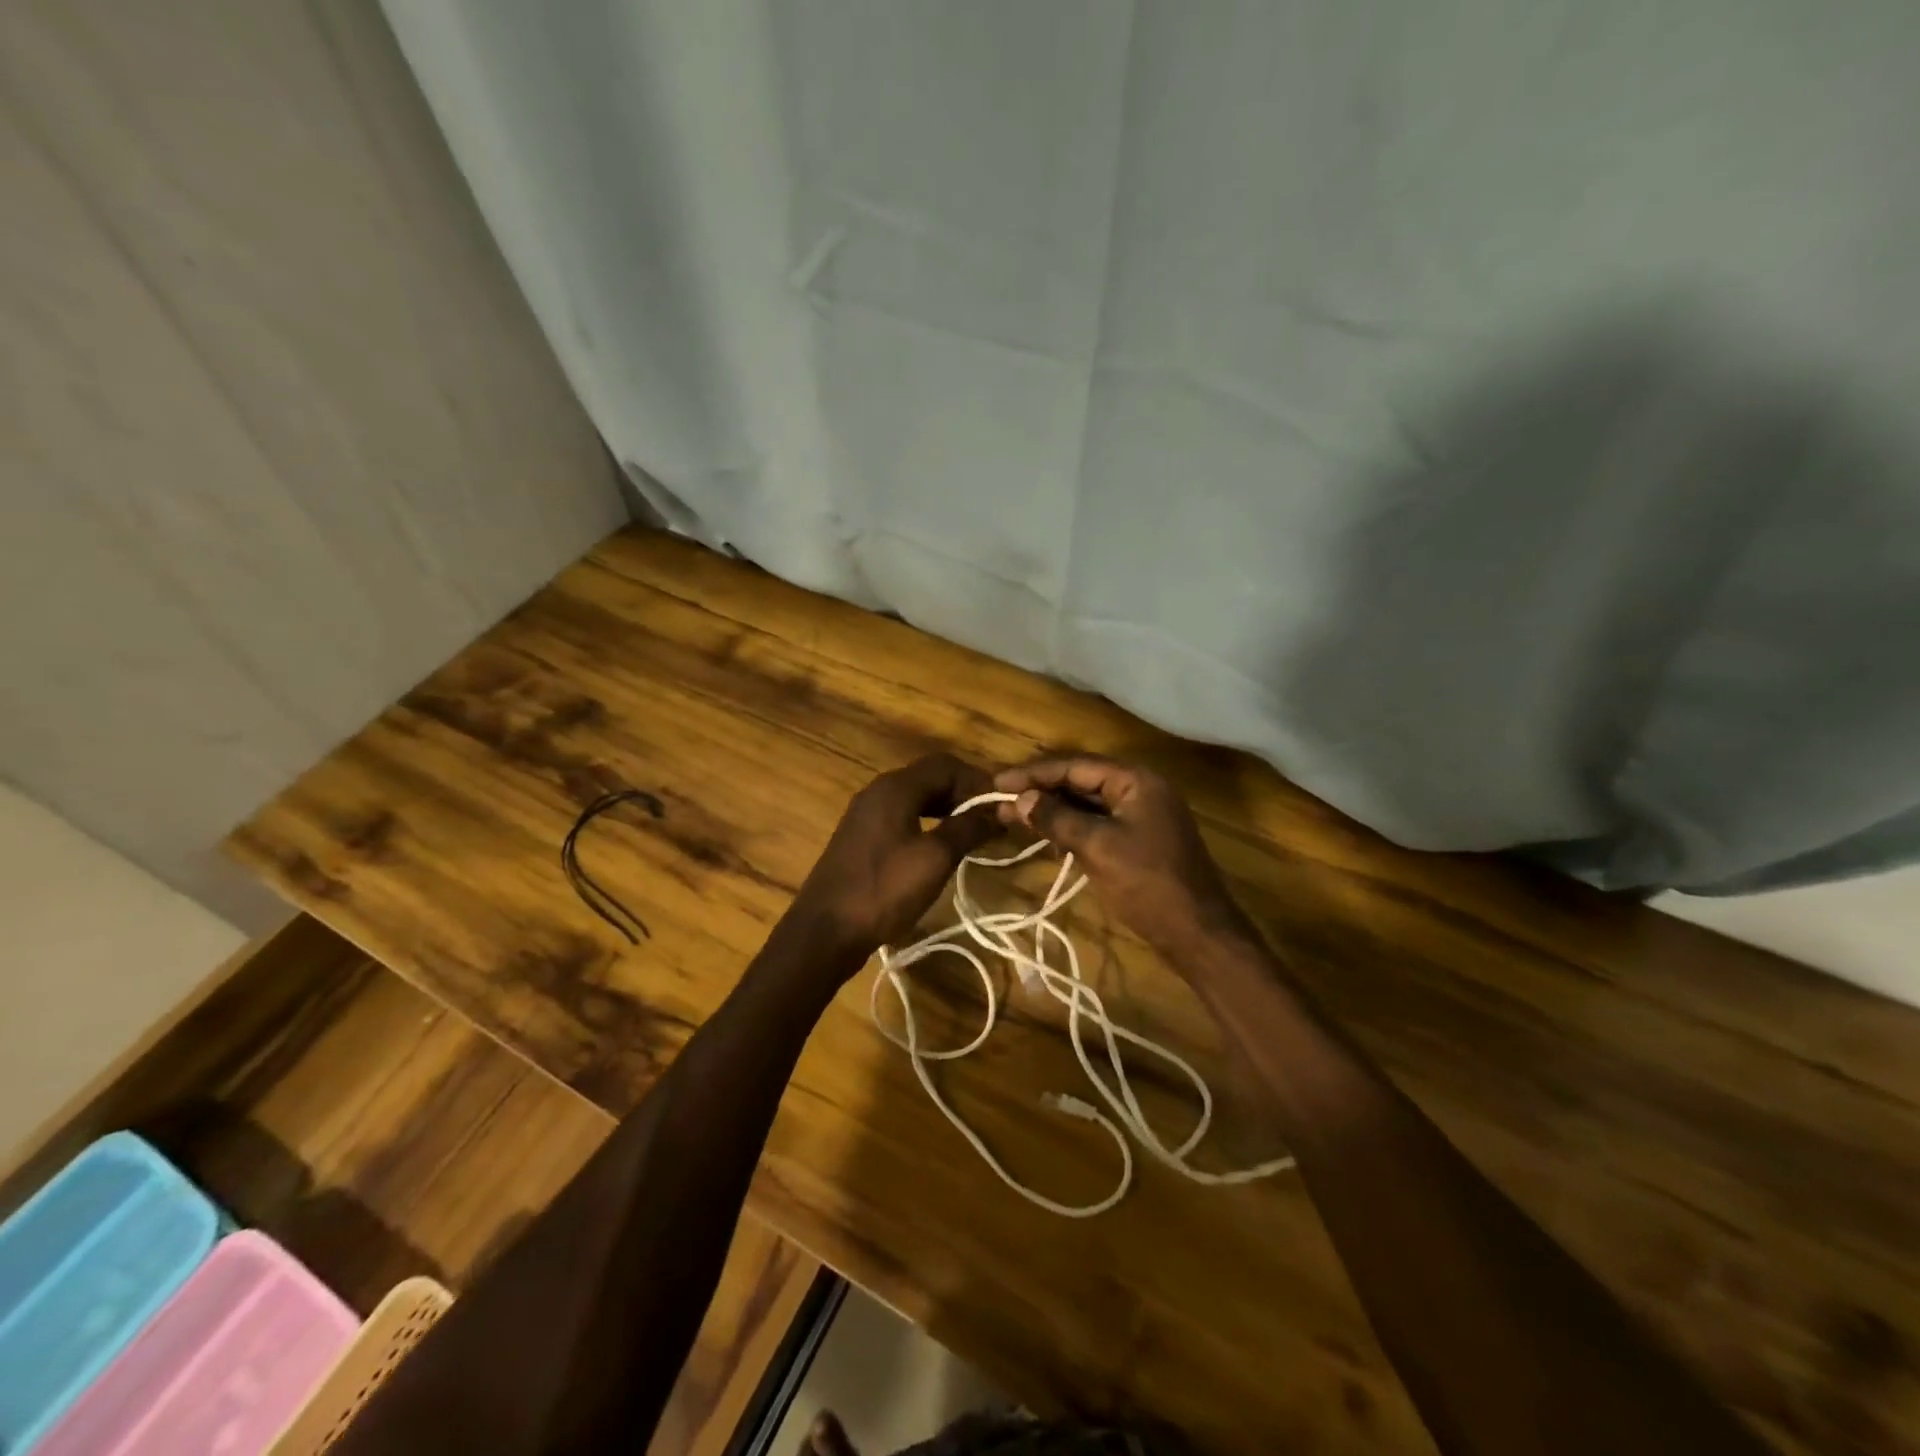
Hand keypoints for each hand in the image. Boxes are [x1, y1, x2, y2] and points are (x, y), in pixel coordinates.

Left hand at [786, 753, 998, 966]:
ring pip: (916, 797)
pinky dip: (928, 822)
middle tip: (993, 818)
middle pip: (930, 777)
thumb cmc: (883, 890)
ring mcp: (866, 814)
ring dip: (947, 807)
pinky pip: (902, 816)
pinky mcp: (861, 837)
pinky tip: (941, 845)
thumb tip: (999, 811)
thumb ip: (968, 829)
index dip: (979, 781)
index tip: (1004, 804)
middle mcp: (878, 791)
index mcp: (895, 788)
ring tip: (974, 831)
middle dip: (965, 793)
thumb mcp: (934, 859)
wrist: (825, 931)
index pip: (946, 765)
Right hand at [994, 755, 1255, 961]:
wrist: (1198, 933)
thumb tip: (1020, 799)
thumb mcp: (1097, 847)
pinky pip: (1097, 825)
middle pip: (1080, 782)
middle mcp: (1140, 790)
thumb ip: (1057, 818)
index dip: (1034, 774)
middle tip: (1000, 801)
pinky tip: (1047, 840)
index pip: (1075, 766)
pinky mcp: (1139, 841)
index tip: (997, 783)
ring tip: (1013, 818)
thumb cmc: (1147, 884)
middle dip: (1040, 792)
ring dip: (1052, 811)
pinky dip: (1071, 829)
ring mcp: (1141, 816)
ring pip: (1087, 805)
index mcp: (1136, 781)